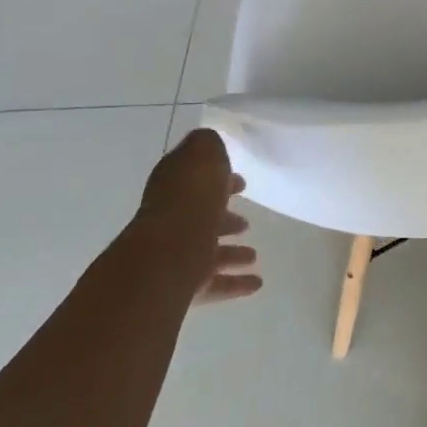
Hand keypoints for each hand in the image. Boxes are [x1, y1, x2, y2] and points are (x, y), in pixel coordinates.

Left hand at [143, 129, 262, 303]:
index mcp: (174, 186)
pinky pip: (215, 283)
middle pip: (200, 216)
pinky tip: (256, 283)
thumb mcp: (203, 154)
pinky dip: (235, 283)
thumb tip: (209, 141)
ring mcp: (176, 253)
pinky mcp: (184, 284)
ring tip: (253, 255)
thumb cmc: (191, 198)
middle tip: (246, 223)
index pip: (194, 180)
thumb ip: (208, 144)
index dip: (217, 179)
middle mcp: (172, 219)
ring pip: (208, 251)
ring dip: (231, 253)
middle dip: (223, 218)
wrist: (170, 253)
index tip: (241, 183)